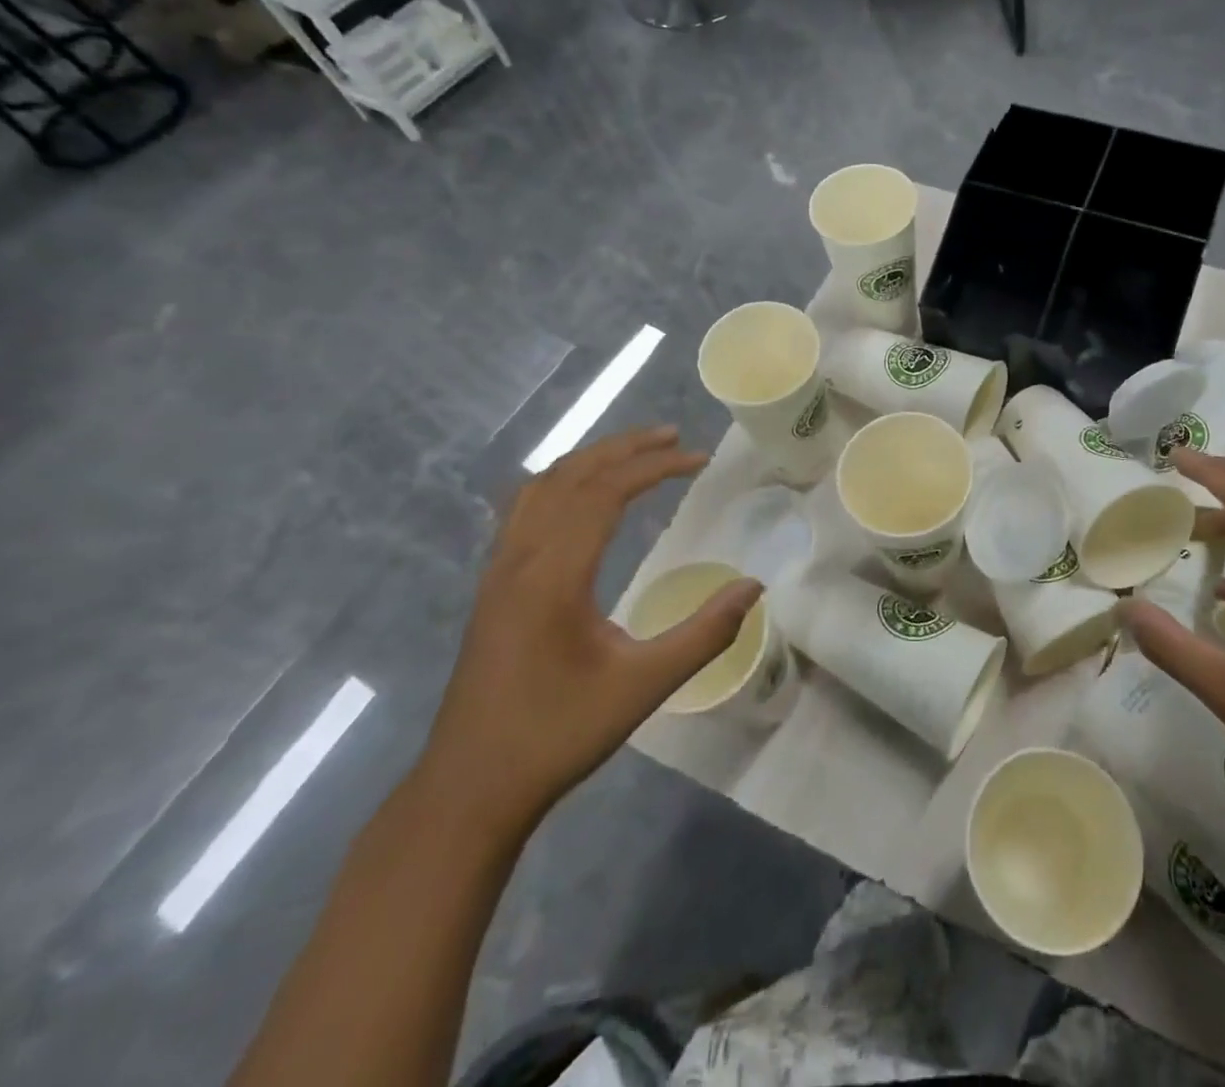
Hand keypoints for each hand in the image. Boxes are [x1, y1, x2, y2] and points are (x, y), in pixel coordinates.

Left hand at [417, 425, 759, 833]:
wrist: (470, 788)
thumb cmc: (558, 734)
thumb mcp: (643, 687)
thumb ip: (704, 634)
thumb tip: (753, 586)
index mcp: (553, 575)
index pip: (605, 492)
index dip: (654, 466)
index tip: (698, 459)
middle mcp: (519, 559)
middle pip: (571, 476)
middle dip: (624, 448)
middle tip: (672, 437)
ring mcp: (498, 572)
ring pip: (541, 488)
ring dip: (590, 461)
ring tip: (634, 453)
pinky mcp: (492, 588)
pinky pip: (524, 510)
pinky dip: (561, 484)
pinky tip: (580, 497)